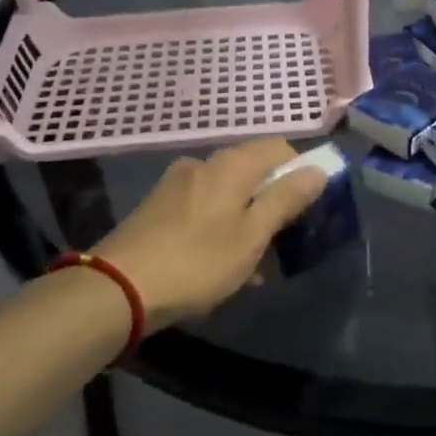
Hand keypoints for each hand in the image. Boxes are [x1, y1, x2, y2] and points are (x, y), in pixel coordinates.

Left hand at [91, 138, 325, 329]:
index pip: (279, 148)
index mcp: (230, 164)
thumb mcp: (252, 235)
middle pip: (252, 171)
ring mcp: (175, 184)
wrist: (117, 287)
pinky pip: (203, 208)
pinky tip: (218, 264)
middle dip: (271, 202)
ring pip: (227, 194)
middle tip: (279, 244)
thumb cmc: (197, 261)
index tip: (305, 210)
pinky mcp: (157, 207)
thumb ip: (286, 199)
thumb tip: (317, 169)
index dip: (300, 173)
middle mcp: (202, 163)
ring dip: (245, 221)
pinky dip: (219, 227)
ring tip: (250, 265)